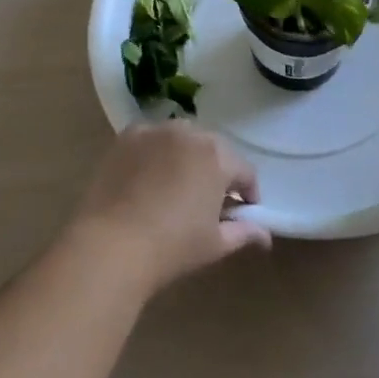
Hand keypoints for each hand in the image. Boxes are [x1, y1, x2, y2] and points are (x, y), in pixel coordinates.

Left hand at [70, 123, 270, 293]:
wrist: (113, 242)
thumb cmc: (173, 246)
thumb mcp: (215, 244)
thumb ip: (244, 232)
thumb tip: (265, 235)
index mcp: (217, 157)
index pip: (244, 171)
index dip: (248, 193)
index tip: (243, 212)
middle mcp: (189, 133)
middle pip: (213, 150)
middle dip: (217, 171)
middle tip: (210, 201)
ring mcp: (155, 131)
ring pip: (181, 139)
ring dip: (186, 157)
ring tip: (178, 186)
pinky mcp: (127, 136)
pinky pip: (151, 139)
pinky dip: (155, 152)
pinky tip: (148, 177)